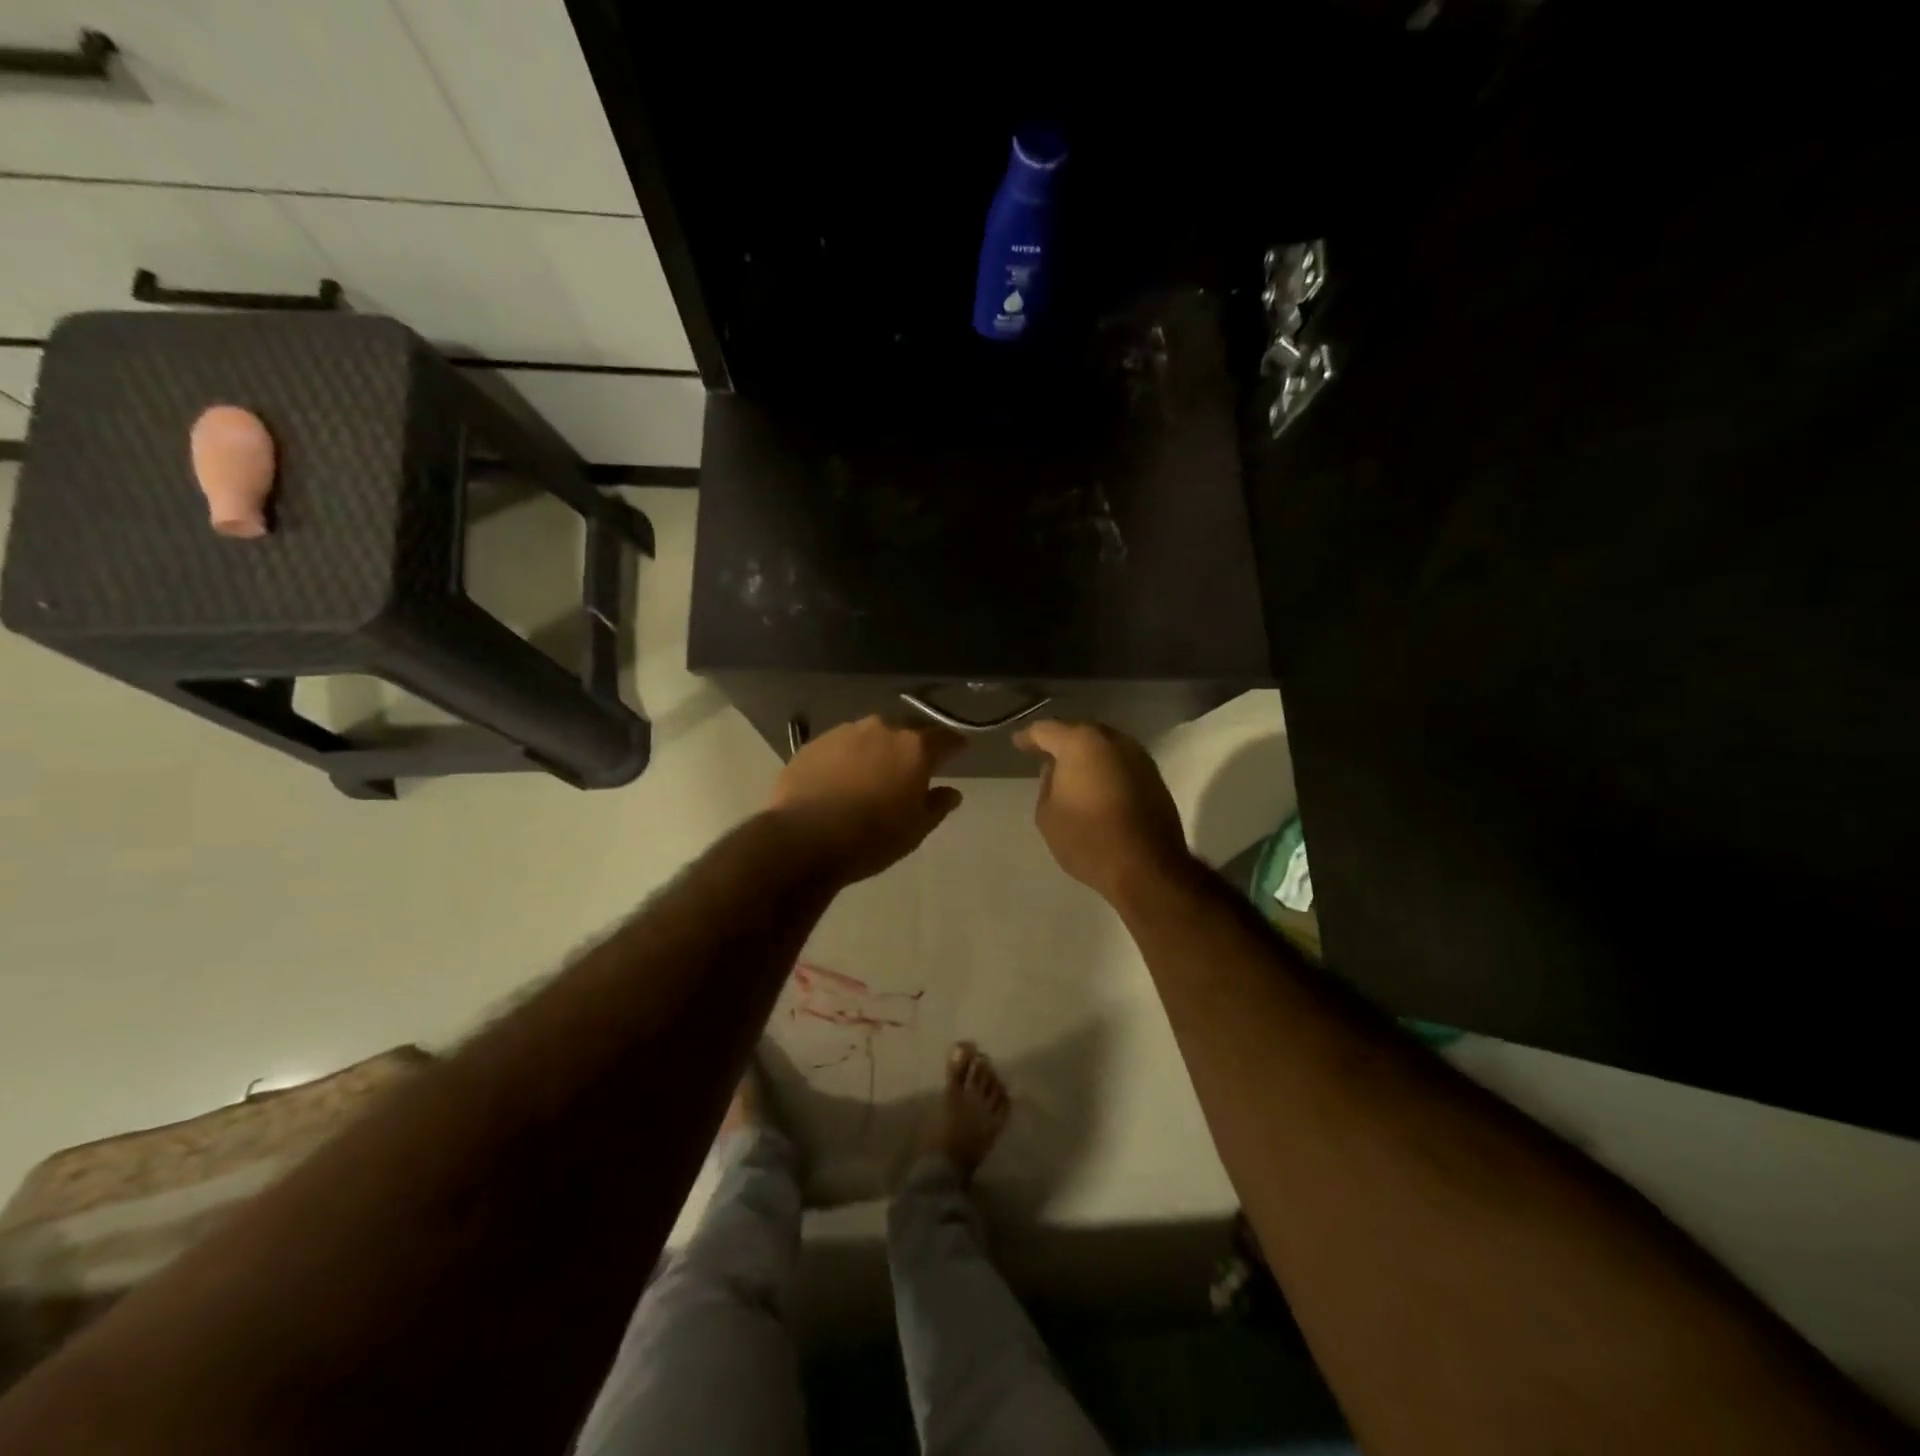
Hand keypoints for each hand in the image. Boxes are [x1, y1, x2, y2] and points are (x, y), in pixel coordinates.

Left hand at [770, 717, 965, 882]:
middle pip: (905, 731)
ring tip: (874, 772)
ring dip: (877, 749)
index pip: (944, 738)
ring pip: (869, 736)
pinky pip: (840, 746)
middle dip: (913, 745)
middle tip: (913, 765)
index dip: (954, 745)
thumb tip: (952, 792)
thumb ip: (937, 805)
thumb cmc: (872, 837)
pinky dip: (847, 758)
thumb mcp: (915, 829)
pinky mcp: (813, 745)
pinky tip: (841, 779)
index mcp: (914, 748)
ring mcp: (843, 733)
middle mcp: (881, 730)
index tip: (959, 750)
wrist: (804, 838)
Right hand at [1014, 720, 1191, 902]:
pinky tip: (1096, 784)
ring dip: (1086, 755)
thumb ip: (1046, 785)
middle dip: (1061, 741)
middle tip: (1044, 754)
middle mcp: (1113, 741)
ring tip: (1070, 770)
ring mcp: (1138, 757)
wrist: (1146, 867)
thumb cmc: (1088, 839)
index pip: (1047, 730)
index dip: (1029, 736)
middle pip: (1080, 732)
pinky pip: (1120, 763)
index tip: (1018, 743)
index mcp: (1081, 743)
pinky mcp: (1154, 777)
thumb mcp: (1047, 815)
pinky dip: (1105, 768)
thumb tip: (1055, 770)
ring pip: (1104, 746)